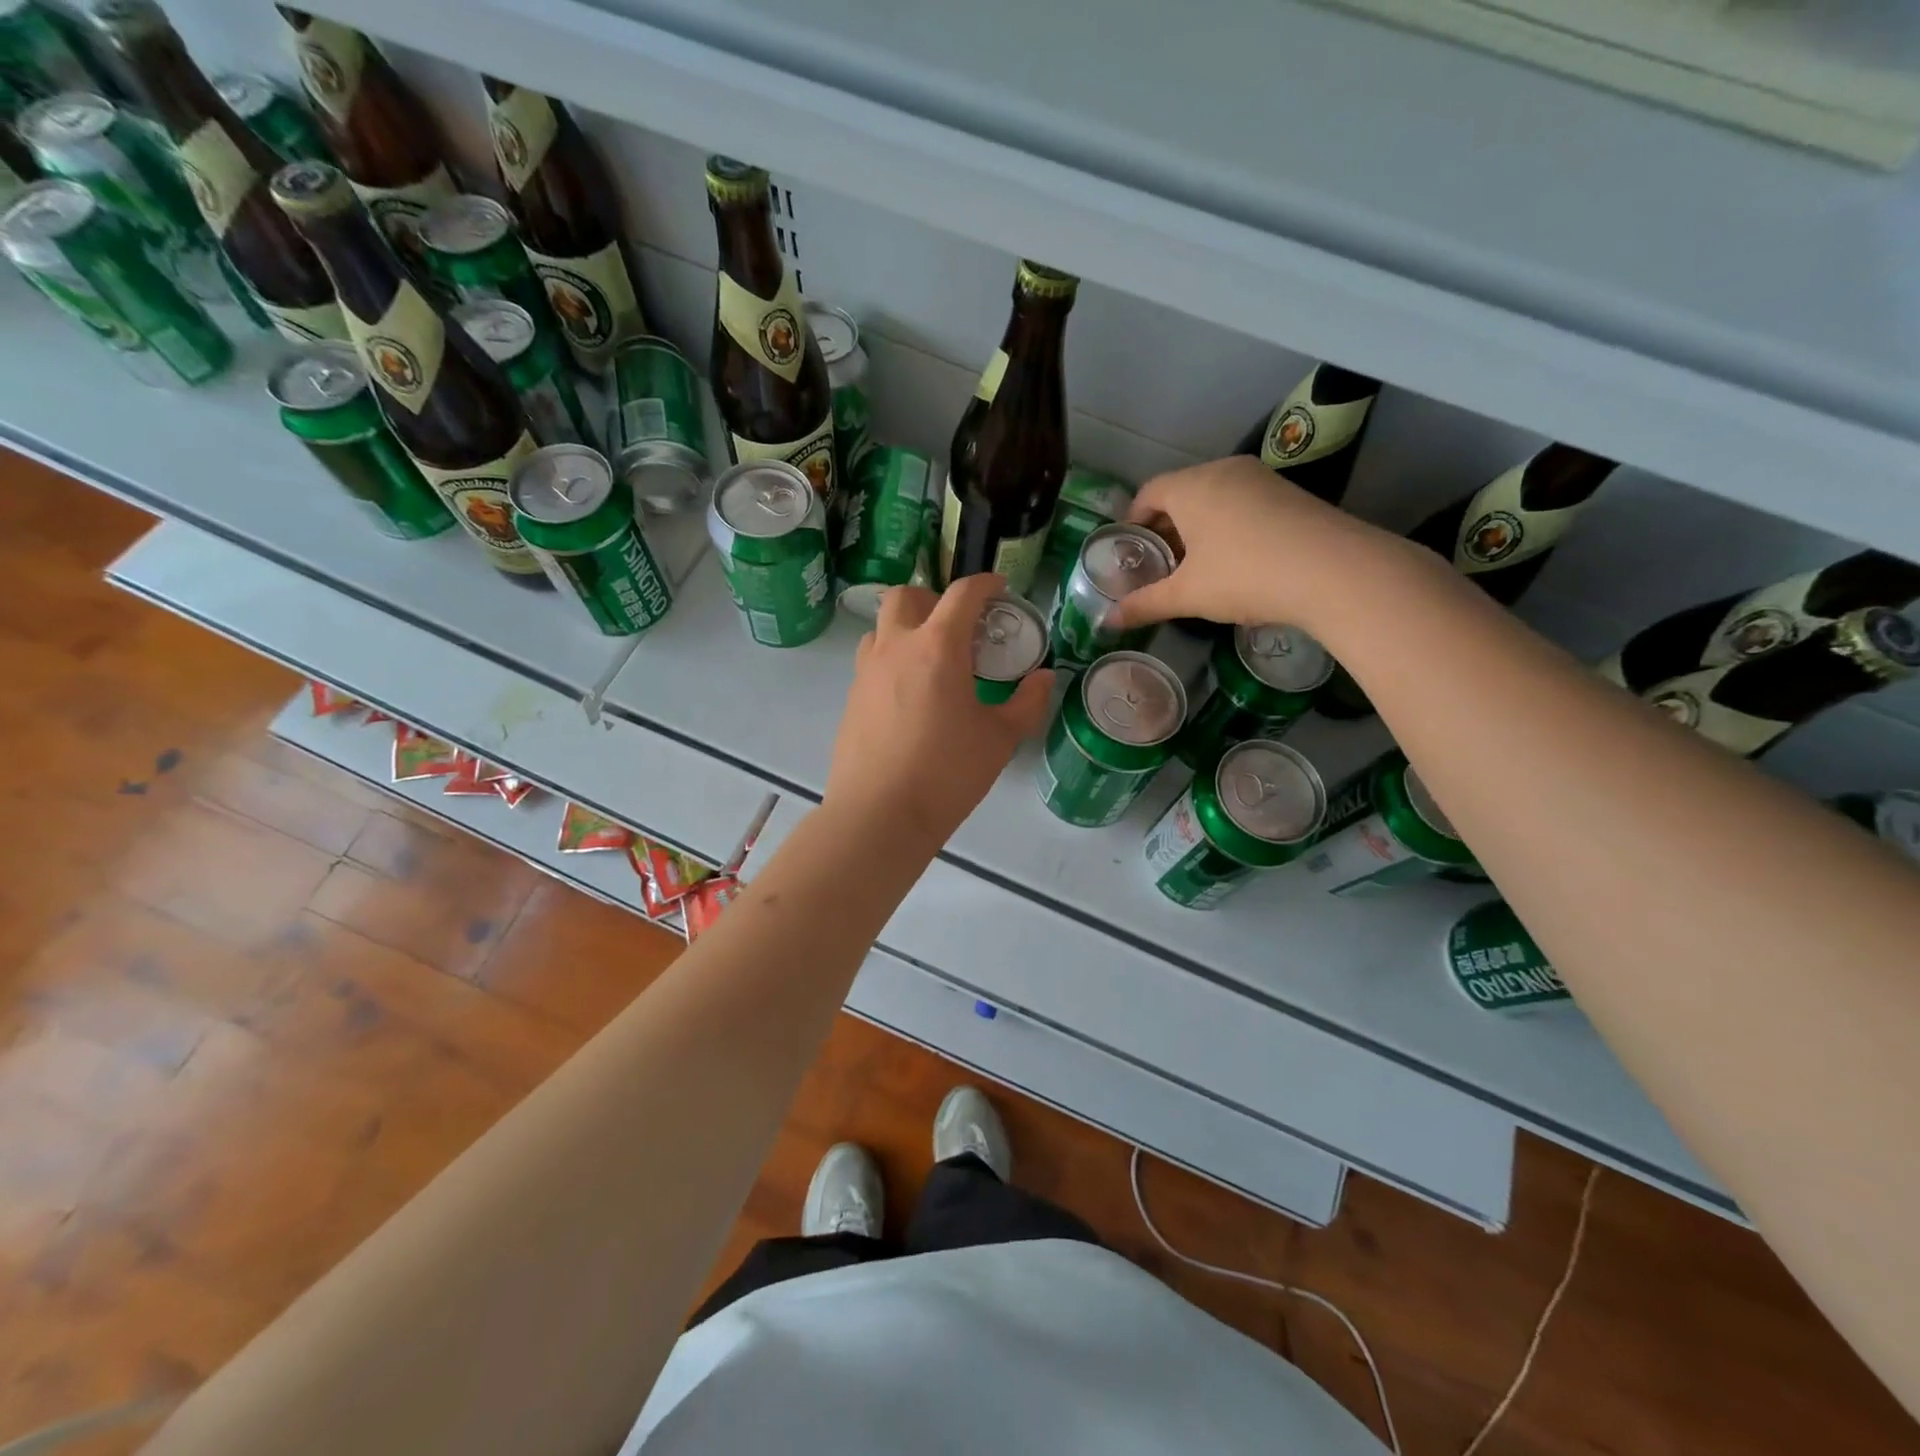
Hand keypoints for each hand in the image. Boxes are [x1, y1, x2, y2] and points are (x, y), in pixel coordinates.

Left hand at [825, 573, 1054, 850]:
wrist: (879, 815)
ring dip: (907, 627)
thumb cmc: (947, 773)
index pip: (962, 594)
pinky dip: (892, 659)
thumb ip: (1027, 702)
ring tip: (931, 659)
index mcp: (938, 647)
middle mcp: (896, 647)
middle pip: (906, 595)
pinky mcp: (852, 698)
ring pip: (882, 626)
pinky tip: (910, 695)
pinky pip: (871, 660)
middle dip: (933, 598)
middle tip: (957, 625)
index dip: (984, 584)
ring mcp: (867, 671)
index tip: (999, 588)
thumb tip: (1043, 678)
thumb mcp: (1000, 739)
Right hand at [1110, 455, 1406, 634]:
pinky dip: (1228, 525)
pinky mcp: (1289, 493)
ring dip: (1197, 527)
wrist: (1335, 571)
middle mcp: (1224, 470)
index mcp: (1191, 486)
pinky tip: (1234, 561)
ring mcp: (1261, 479)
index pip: (1148, 493)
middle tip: (1159, 565)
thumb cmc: (1245, 575)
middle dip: (1165, 528)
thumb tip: (1108, 622)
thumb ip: (1145, 604)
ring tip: (1195, 567)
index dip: (1133, 521)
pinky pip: (1243, 503)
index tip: (1129, 551)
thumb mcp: (1188, 595)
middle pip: (1181, 493)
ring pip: (1214, 497)